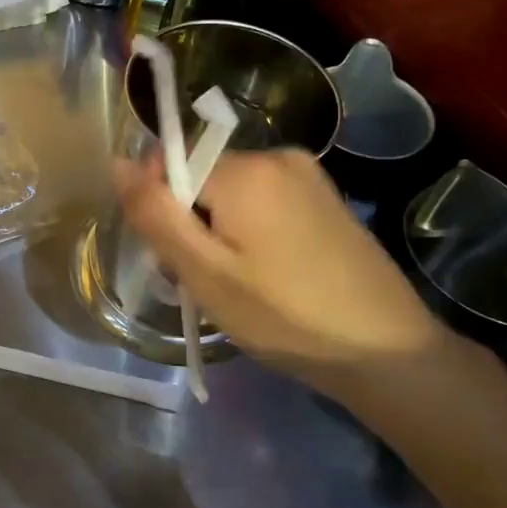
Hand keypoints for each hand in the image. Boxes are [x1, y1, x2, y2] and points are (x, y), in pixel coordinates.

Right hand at [115, 150, 455, 402]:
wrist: (388, 353)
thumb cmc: (285, 316)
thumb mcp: (204, 272)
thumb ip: (155, 213)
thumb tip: (117, 161)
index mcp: (246, 168)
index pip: (168, 163)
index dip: (161, 209)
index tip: (178, 258)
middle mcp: (277, 155)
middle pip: (199, 175)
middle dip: (188, 221)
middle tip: (206, 281)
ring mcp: (306, 174)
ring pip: (228, 190)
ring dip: (216, 228)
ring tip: (236, 285)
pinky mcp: (324, 196)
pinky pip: (261, 199)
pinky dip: (248, 229)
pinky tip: (266, 274)